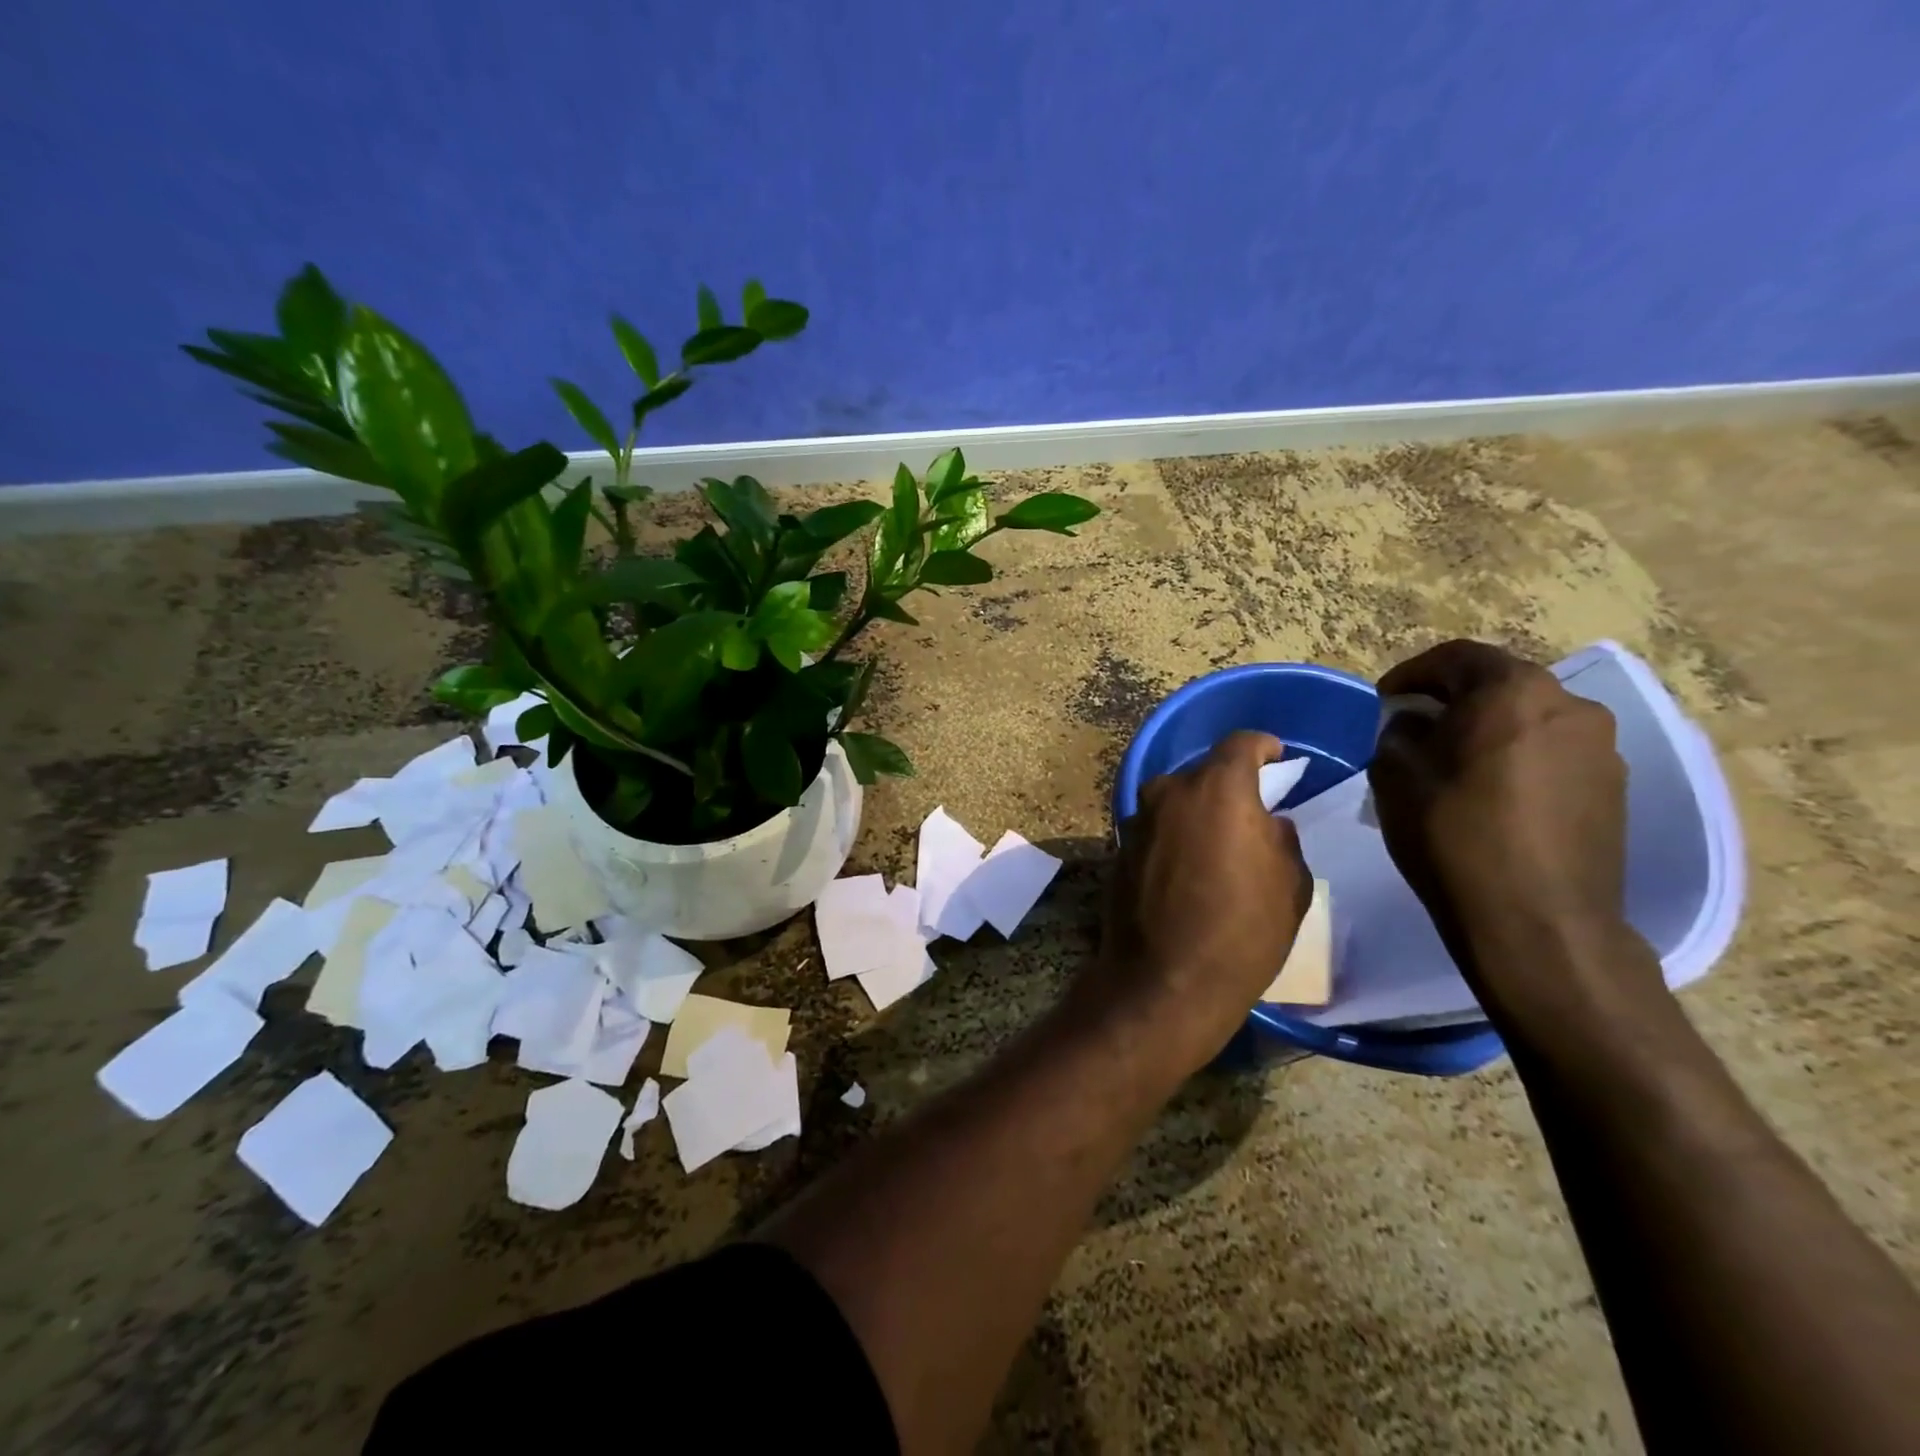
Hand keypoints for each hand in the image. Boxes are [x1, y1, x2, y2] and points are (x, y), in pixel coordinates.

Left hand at [1093, 731, 1312, 1076]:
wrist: (1164, 980)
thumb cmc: (1242, 931)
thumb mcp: (1290, 885)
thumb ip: (1281, 839)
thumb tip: (1266, 823)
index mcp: (1217, 788)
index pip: (1241, 744)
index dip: (1262, 746)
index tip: (1276, 756)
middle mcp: (1170, 792)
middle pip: (1204, 773)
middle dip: (1228, 786)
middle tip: (1249, 814)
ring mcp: (1137, 820)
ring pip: (1175, 801)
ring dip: (1196, 812)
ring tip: (1218, 845)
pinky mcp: (1118, 849)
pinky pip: (1156, 829)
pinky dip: (1173, 837)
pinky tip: (1187, 869)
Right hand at [1367, 640, 1657, 1015]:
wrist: (1538, 921)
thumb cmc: (1454, 835)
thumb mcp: (1395, 776)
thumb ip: (1399, 733)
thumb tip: (1415, 723)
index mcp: (1513, 691)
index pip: (1456, 656)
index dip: (1412, 673)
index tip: (1383, 700)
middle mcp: (1569, 706)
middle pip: (1500, 684)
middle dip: (1452, 700)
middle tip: (1414, 728)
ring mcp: (1601, 748)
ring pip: (1530, 720)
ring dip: (1488, 729)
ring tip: (1453, 764)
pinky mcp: (1614, 789)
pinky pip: (1553, 754)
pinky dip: (1518, 758)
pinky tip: (1492, 795)